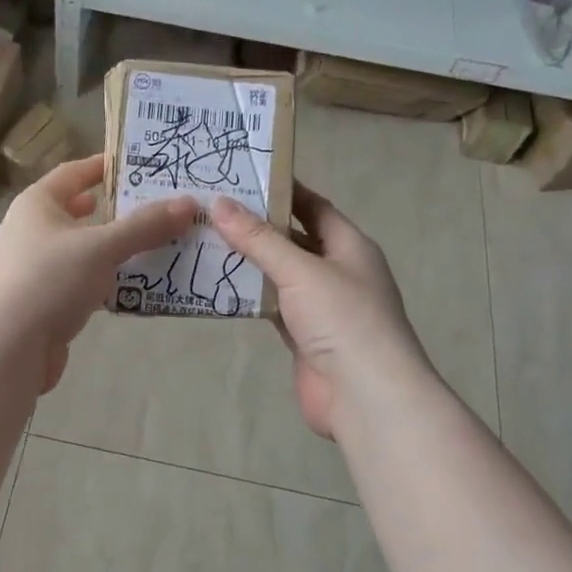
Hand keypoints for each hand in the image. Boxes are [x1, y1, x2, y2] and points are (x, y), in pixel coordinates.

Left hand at [0, 153, 197, 392]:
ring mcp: (36, 268)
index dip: (105, 166)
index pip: (74, 173)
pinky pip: (84, 280)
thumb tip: (188, 203)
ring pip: (85, 249)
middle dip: (118, 210)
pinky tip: (137, 284)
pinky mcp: (45, 301)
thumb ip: (145, 226)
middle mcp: (32, 230)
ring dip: (116, 247)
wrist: (7, 349)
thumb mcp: (101, 247)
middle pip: (80, 212)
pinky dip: (108, 279)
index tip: (141, 164)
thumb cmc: (49, 281)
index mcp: (37, 204)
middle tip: (159, 207)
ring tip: (159, 243)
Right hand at [212, 186, 428, 438]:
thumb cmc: (343, 318)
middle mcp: (337, 271)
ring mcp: (321, 306)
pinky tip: (218, 284)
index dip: (282, 190)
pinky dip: (250, 296)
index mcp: (349, 246)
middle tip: (212, 208)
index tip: (243, 175)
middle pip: (293, 239)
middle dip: (257, 226)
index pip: (313, 206)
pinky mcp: (304, 336)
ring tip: (205, 239)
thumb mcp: (300, 270)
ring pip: (280, 275)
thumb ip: (258, 238)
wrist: (366, 396)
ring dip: (250, 261)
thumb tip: (219, 203)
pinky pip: (273, 306)